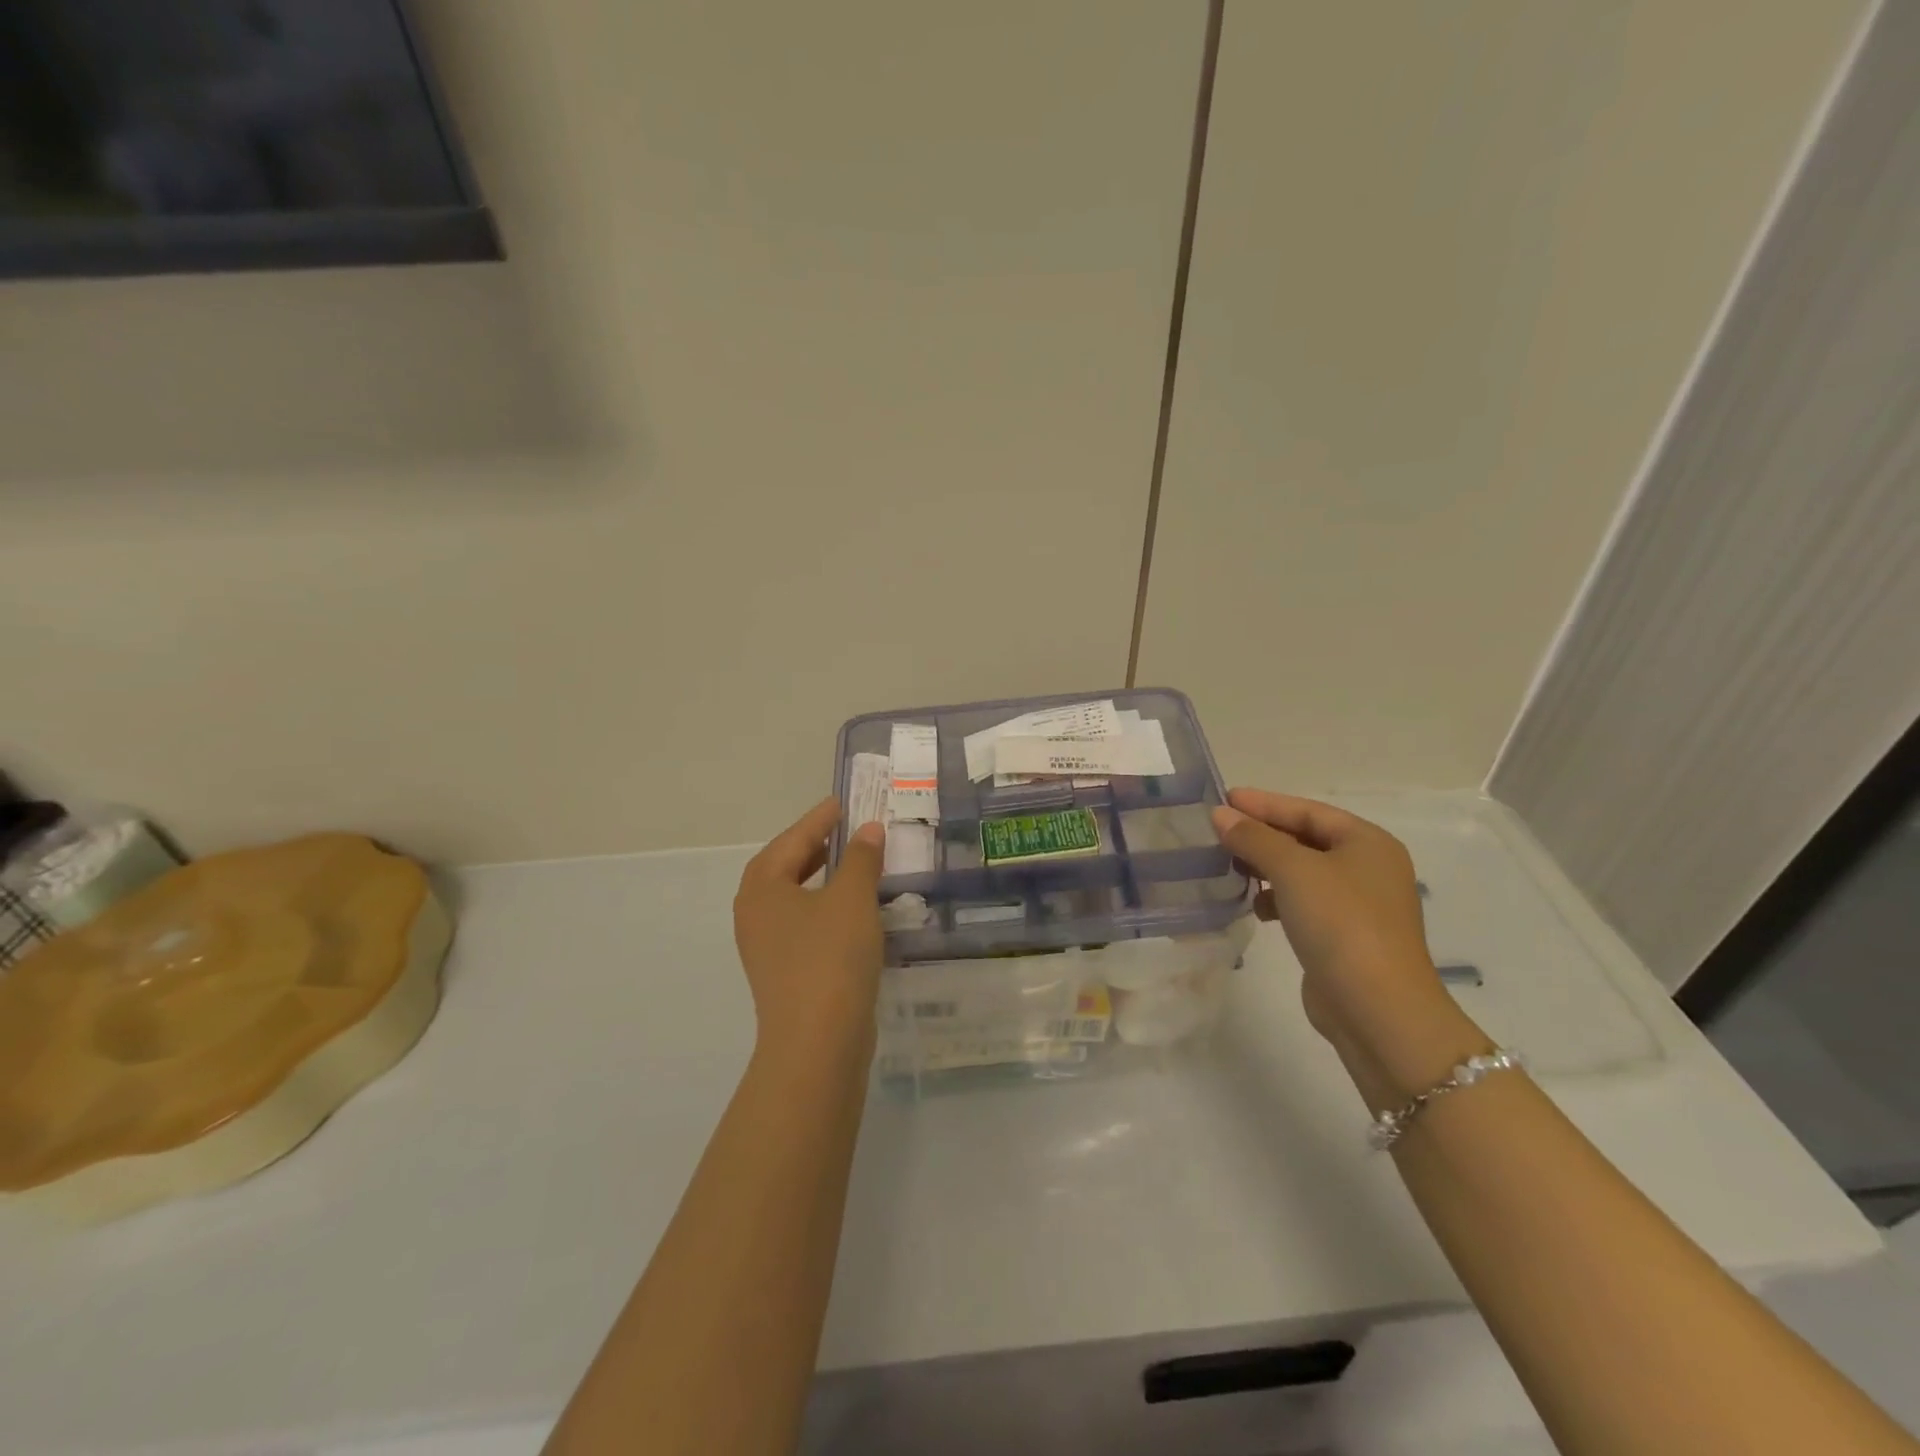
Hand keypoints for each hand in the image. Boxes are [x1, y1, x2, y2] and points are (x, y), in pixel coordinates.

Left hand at [733, 797, 886, 1060]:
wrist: (817, 1042)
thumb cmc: (830, 957)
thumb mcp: (852, 898)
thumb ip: (860, 858)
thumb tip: (867, 830)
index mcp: (762, 887)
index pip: (792, 840)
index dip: (819, 819)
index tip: (842, 802)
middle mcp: (755, 913)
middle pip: (784, 867)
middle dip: (814, 846)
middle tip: (845, 829)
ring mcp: (766, 946)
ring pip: (793, 898)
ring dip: (820, 877)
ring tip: (851, 864)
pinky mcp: (783, 972)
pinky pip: (802, 923)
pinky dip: (824, 907)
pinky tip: (852, 911)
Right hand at [1211, 789, 1482, 1097]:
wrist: (1378, 1009)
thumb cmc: (1340, 924)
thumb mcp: (1293, 870)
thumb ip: (1254, 838)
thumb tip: (1220, 815)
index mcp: (1368, 843)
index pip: (1307, 810)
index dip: (1264, 803)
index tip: (1222, 799)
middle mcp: (1368, 867)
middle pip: (1306, 838)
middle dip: (1262, 835)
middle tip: (1218, 831)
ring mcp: (1359, 904)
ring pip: (1302, 872)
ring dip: (1266, 867)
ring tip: (1230, 867)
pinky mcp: (1345, 936)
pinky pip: (1304, 902)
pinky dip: (1277, 899)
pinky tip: (1256, 907)